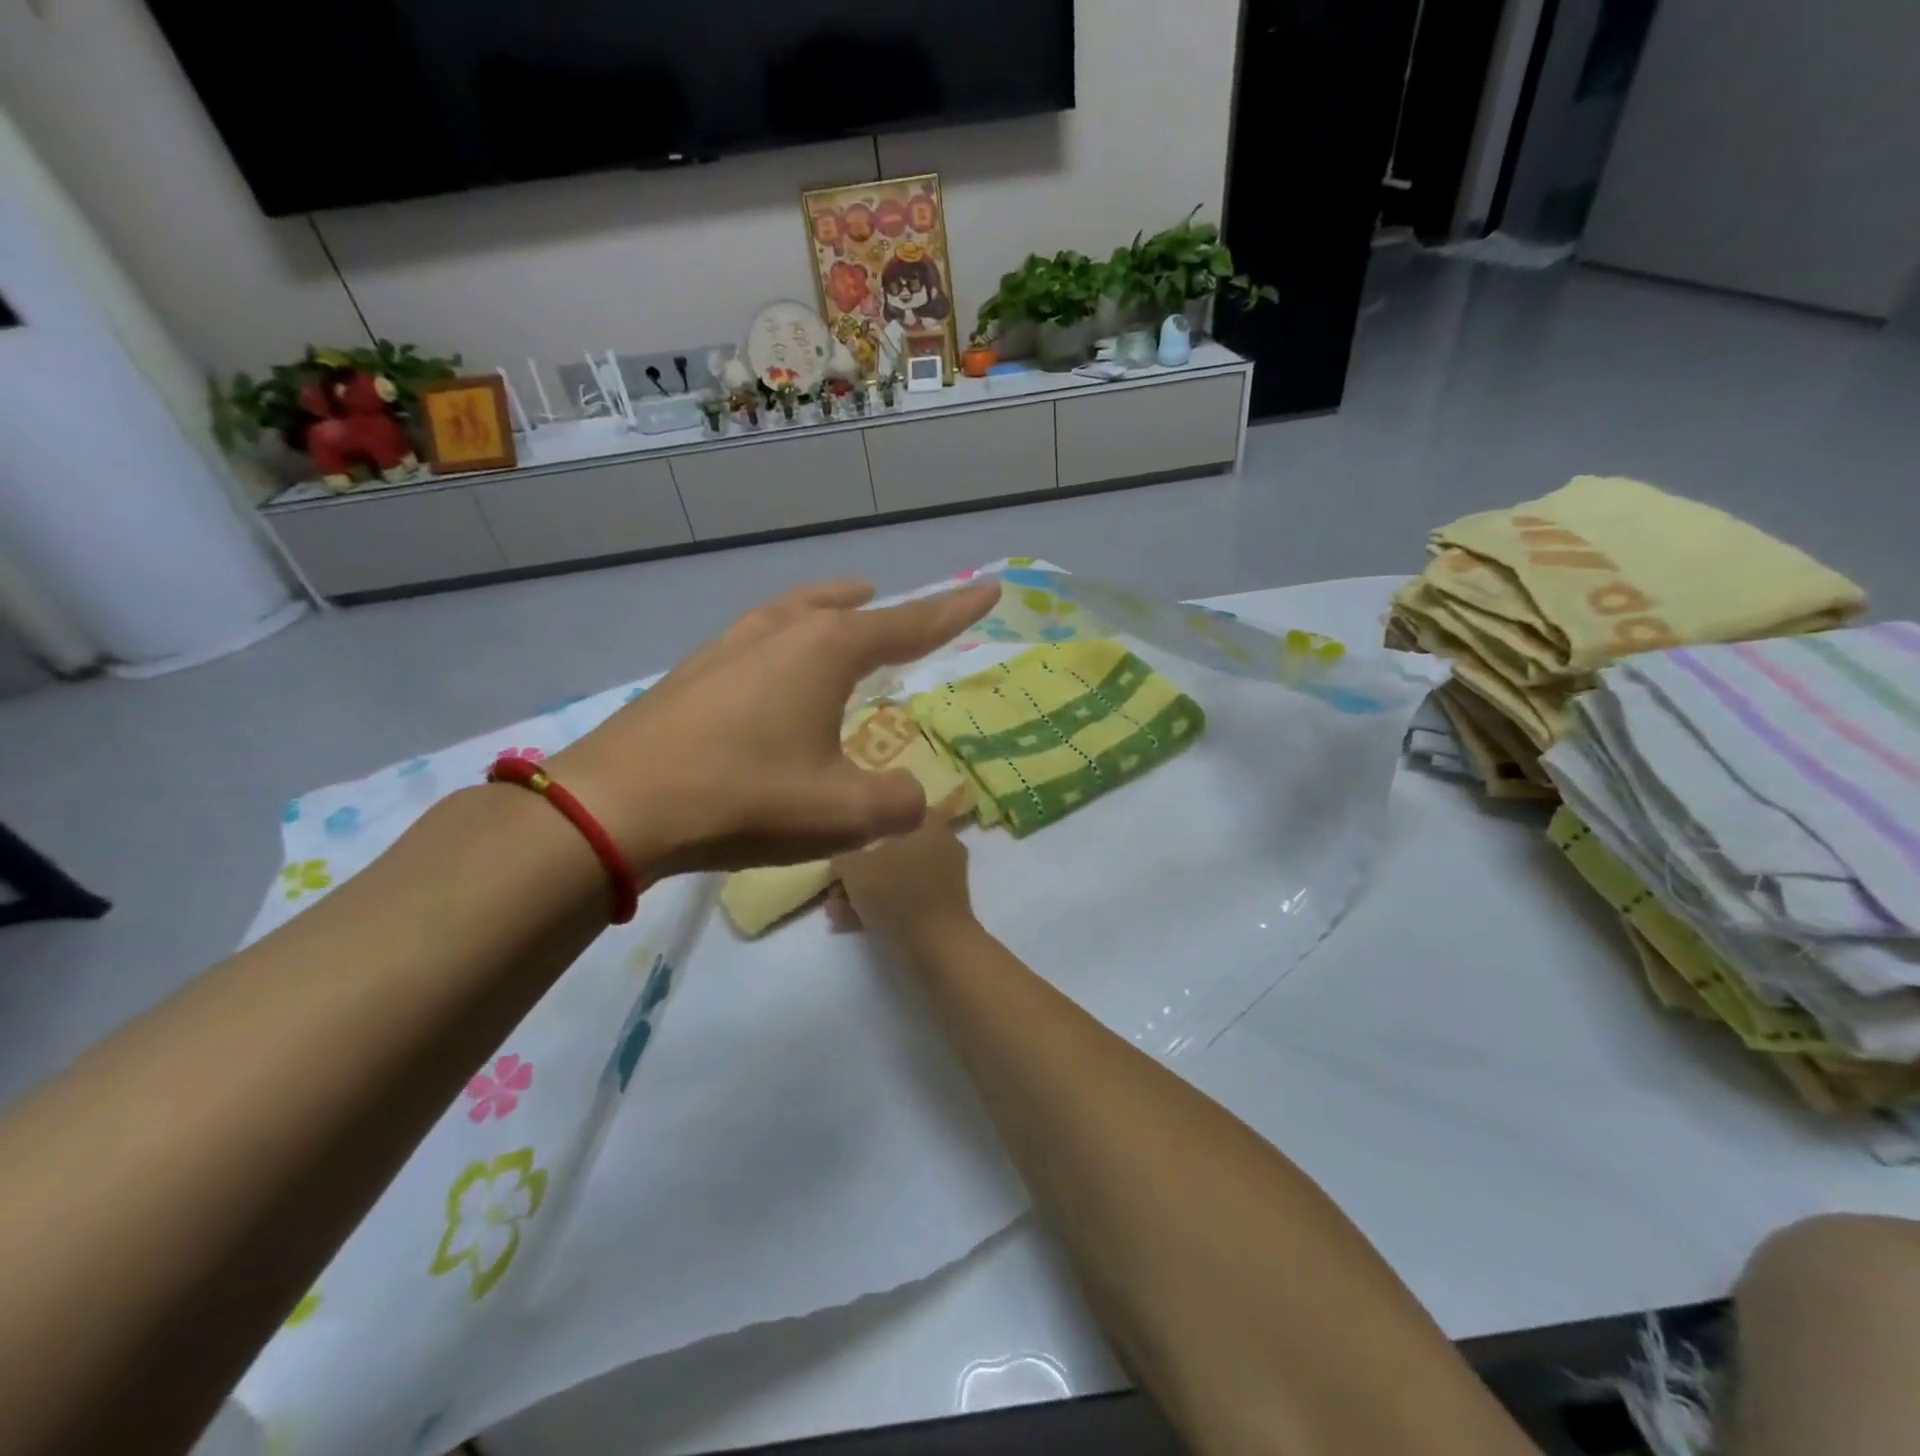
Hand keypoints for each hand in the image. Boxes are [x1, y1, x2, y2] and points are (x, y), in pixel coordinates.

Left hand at [547, 579, 996, 876]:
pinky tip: (769, 673)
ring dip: (822, 612)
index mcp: (826, 652)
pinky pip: (754, 642)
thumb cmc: (744, 797)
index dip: (954, 611)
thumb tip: (911, 797)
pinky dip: (781, 642)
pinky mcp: (690, 675)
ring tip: (837, 617)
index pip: (909, 624)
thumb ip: (897, 803)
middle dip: (877, 608)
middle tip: (893, 605)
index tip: (988, 589)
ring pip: (790, 615)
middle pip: (840, 607)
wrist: (616, 807)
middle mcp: (779, 634)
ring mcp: (727, 649)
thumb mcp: (843, 814)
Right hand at [828, 819, 977, 949]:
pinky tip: (847, 924)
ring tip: (834, 912)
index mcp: (931, 827)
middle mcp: (942, 849)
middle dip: (858, 872)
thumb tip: (843, 862)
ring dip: (863, 895)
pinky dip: (878, 910)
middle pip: (891, 853)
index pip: (897, 814)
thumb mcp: (856, 866)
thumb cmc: (897, 892)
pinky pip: (903, 903)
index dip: (868, 828)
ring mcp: (943, 883)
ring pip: (894, 881)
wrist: (936, 946)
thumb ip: (844, 858)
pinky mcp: (939, 911)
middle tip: (834, 889)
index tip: (846, 844)